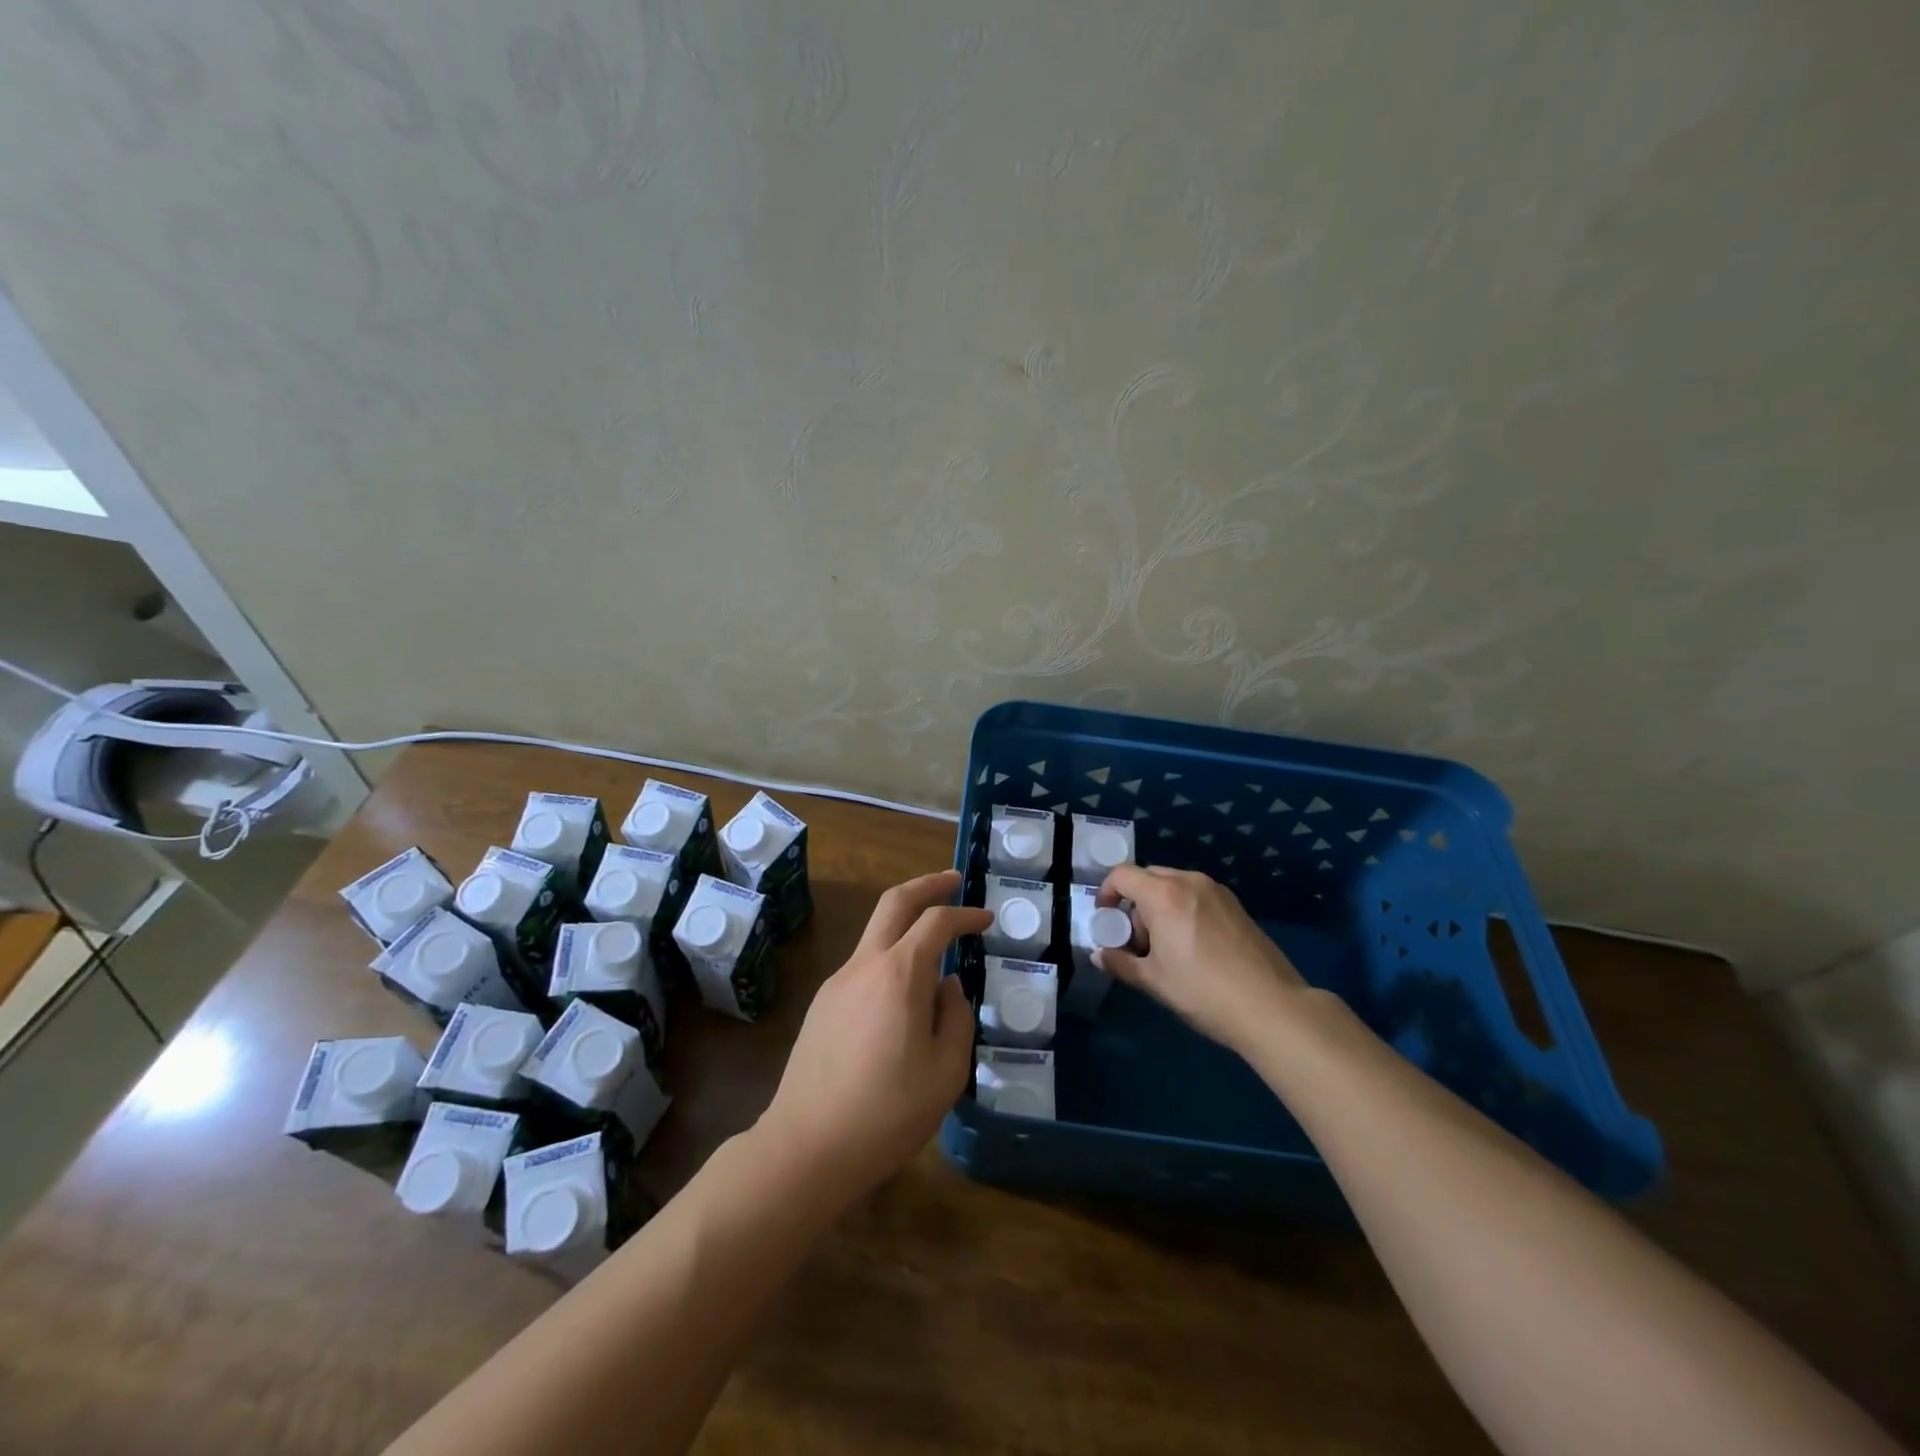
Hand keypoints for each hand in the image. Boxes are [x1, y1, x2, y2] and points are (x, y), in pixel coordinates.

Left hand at [758, 869, 989, 1200]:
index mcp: (899, 974)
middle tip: (954, 880)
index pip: (937, 922)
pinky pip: (864, 966)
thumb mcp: (945, 1072)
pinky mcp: (822, 1005)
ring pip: (875, 933)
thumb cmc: (887, 1112)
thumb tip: (949, 987)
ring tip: (936, 948)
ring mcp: (837, 982)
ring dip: (906, 923)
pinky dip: (890, 959)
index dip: (966, 914)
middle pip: (894, 902)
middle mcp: (865, 965)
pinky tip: (903, 995)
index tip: (987, 919)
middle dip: (927, 884)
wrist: (807, 1147)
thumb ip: (955, 1019)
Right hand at [1096, 864, 1309, 1056]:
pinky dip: (1183, 910)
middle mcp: (1189, 881)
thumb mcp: (1154, 981)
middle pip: (1148, 877)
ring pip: (1174, 886)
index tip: (1106, 921)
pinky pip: (1196, 895)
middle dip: (1134, 903)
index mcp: (1163, 894)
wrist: (1271, 1007)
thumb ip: (1120, 963)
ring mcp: (1217, 891)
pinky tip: (1193, 948)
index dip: (1106, 893)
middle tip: (1137, 941)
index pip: (1122, 875)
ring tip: (1166, 948)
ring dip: (1159, 907)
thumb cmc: (1203, 991)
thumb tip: (1098, 956)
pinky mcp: (1236, 905)